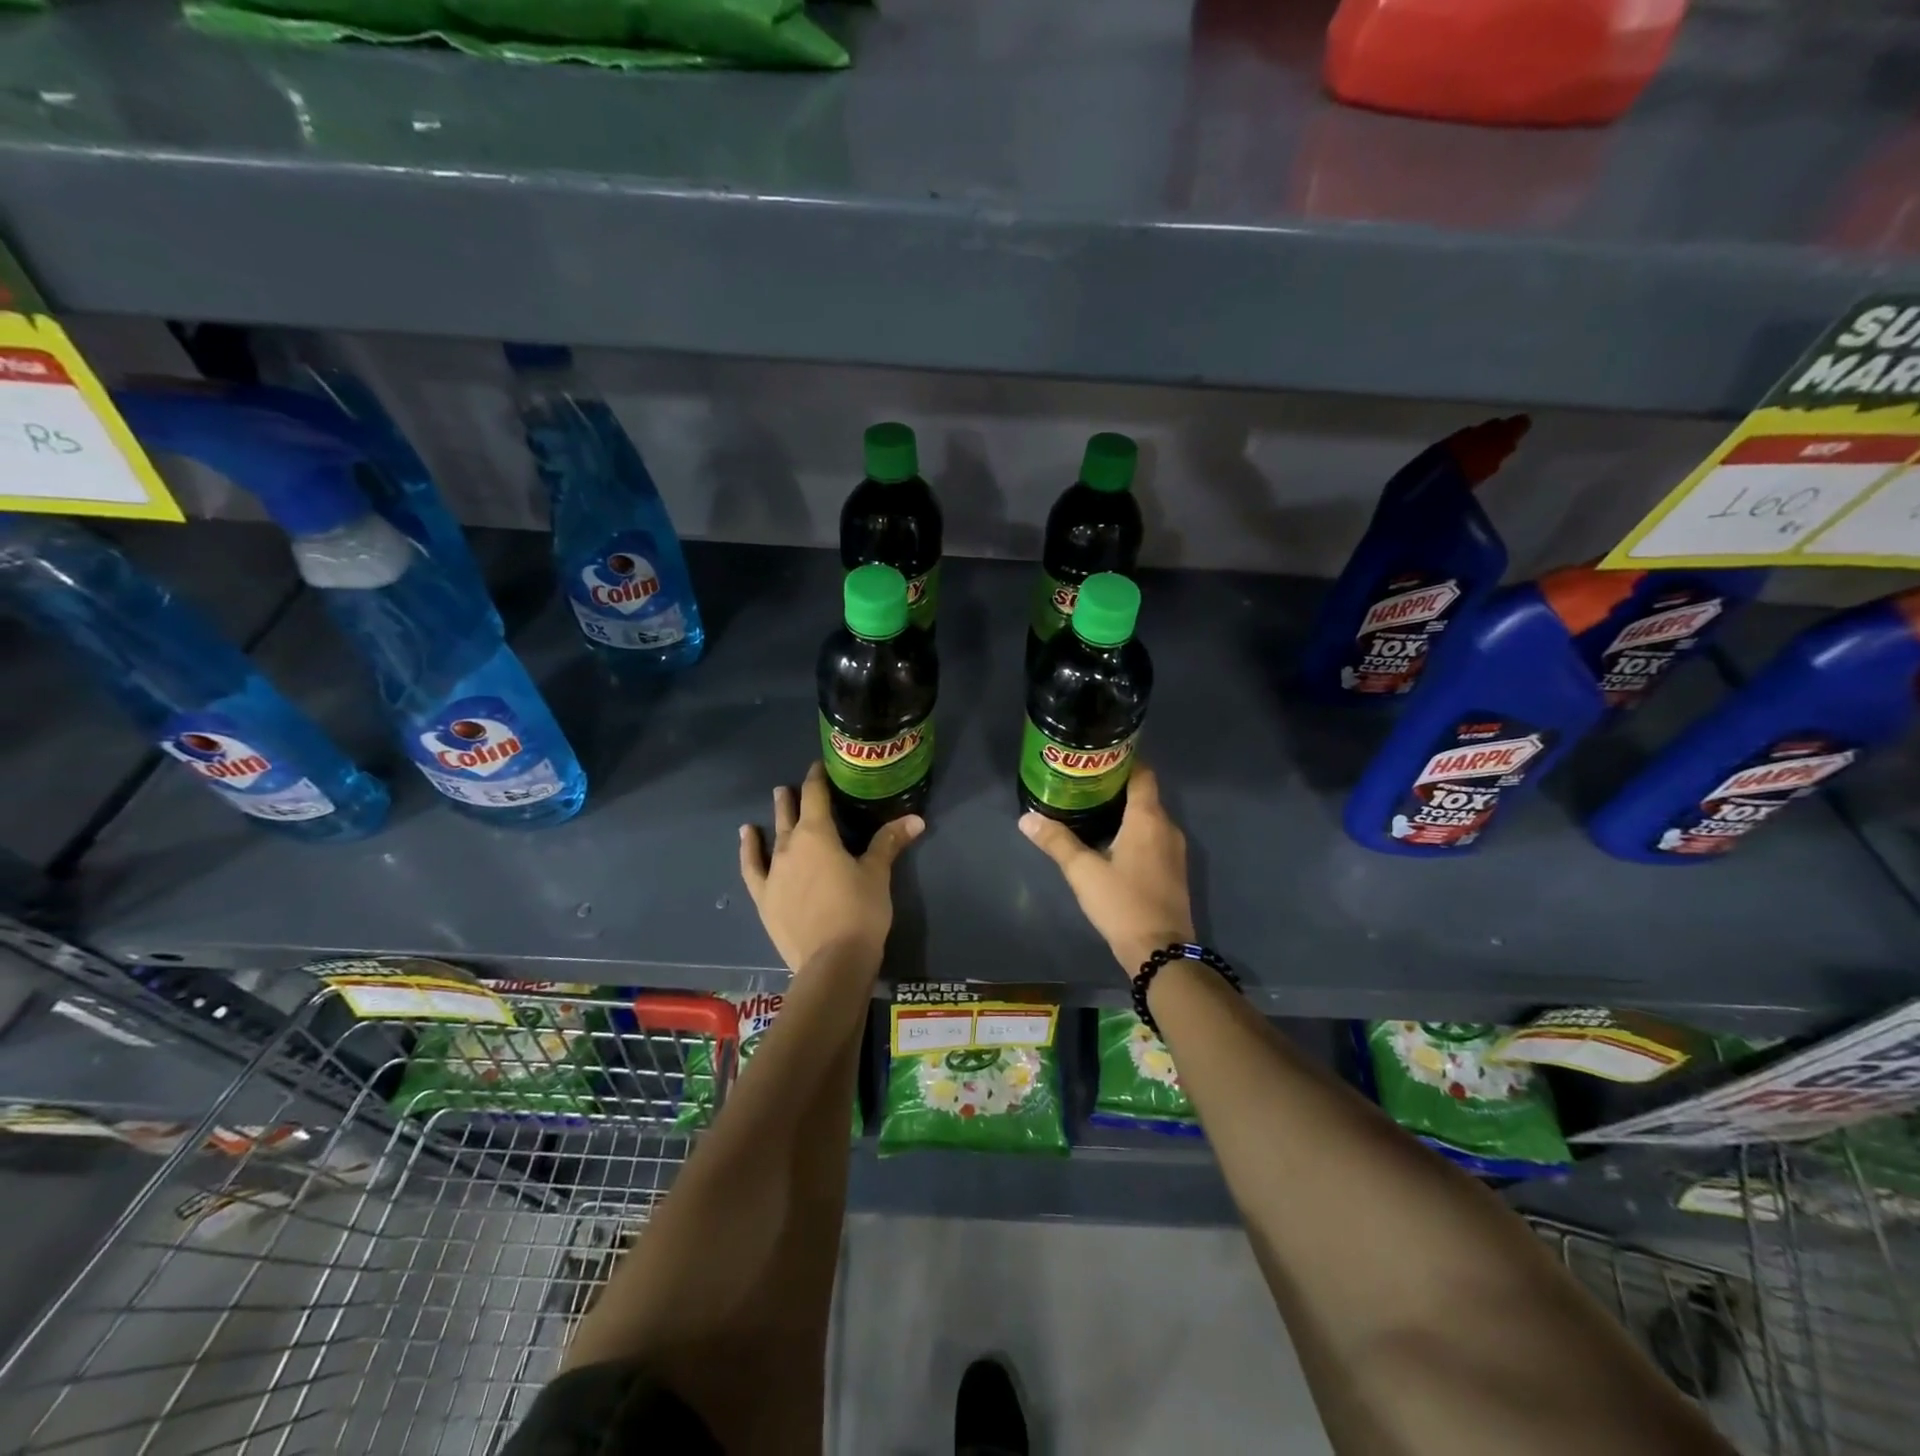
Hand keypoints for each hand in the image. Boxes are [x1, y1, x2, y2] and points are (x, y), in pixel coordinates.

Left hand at [739, 762, 923, 973]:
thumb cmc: (860, 911)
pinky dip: (749, 849)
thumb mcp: (878, 874)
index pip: (816, 795)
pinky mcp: (764, 897)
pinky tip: (746, 837)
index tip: (820, 766)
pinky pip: (752, 867)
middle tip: (794, 786)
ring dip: (776, 816)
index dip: (818, 778)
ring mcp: (773, 872)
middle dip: (795, 796)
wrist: (832, 961)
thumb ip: (889, 842)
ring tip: (777, 799)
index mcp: (818, 834)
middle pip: (791, 813)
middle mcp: (790, 846)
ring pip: (773, 836)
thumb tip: (915, 819)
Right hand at [1019, 764, 1195, 976]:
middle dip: (1116, 788)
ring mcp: (1174, 850)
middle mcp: (1167, 827)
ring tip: (1090, 811)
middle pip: (1144, 795)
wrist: (1161, 952)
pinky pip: (1153, 838)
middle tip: (1082, 785)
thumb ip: (1056, 842)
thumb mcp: (1083, 872)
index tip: (1096, 760)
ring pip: (1149, 818)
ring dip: (1124, 812)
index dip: (1122, 762)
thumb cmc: (1122, 903)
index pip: (1142, 774)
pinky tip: (1109, 843)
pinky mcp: (1173, 870)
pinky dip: (1134, 833)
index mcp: (1148, 818)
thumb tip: (1026, 818)